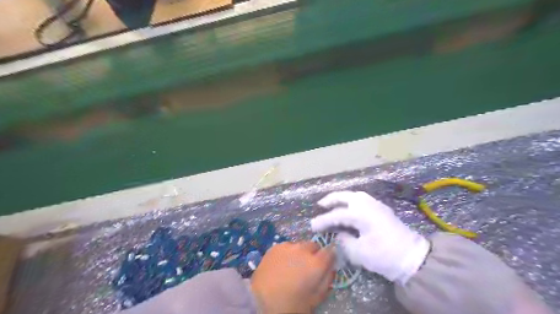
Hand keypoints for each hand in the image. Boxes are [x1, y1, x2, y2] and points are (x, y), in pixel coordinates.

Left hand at [251, 242, 335, 311]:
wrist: (260, 301)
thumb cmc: (291, 305)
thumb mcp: (315, 300)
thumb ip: (326, 281)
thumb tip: (331, 269)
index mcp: (316, 264)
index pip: (330, 251)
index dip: (330, 257)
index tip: (326, 264)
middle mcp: (304, 250)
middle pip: (315, 246)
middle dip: (314, 254)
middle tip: (307, 268)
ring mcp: (288, 246)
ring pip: (300, 245)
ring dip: (300, 253)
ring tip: (292, 266)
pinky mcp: (275, 246)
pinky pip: (287, 246)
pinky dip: (288, 253)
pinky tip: (281, 265)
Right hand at [311, 192, 428, 284]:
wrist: (414, 257)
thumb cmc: (385, 255)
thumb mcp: (360, 253)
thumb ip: (344, 241)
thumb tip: (339, 235)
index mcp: (361, 213)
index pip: (336, 214)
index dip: (323, 220)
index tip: (312, 226)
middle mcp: (368, 204)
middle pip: (345, 196)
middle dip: (330, 199)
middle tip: (320, 205)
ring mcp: (376, 204)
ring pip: (354, 195)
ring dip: (341, 198)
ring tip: (332, 204)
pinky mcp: (382, 209)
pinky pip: (362, 199)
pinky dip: (351, 200)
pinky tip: (349, 208)